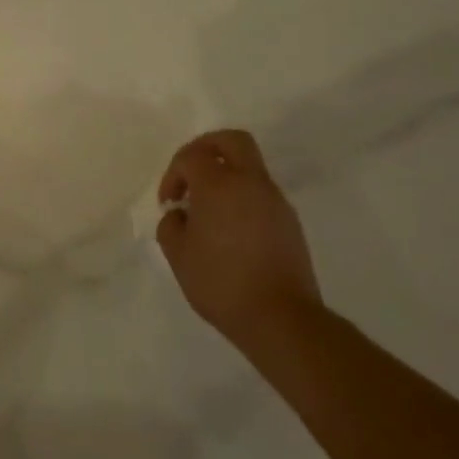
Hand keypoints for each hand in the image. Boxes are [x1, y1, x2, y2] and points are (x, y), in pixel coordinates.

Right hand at [157, 130, 321, 347]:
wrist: (282, 318)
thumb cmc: (222, 283)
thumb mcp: (179, 256)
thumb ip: (171, 225)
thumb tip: (180, 214)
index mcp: (219, 184)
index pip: (192, 156)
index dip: (174, 173)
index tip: (169, 203)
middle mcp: (250, 182)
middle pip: (232, 140)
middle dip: (207, 147)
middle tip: (192, 172)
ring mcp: (274, 200)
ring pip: (249, 166)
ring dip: (226, 175)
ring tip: (209, 212)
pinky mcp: (289, 221)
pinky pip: (261, 193)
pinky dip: (242, 197)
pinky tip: (231, 231)